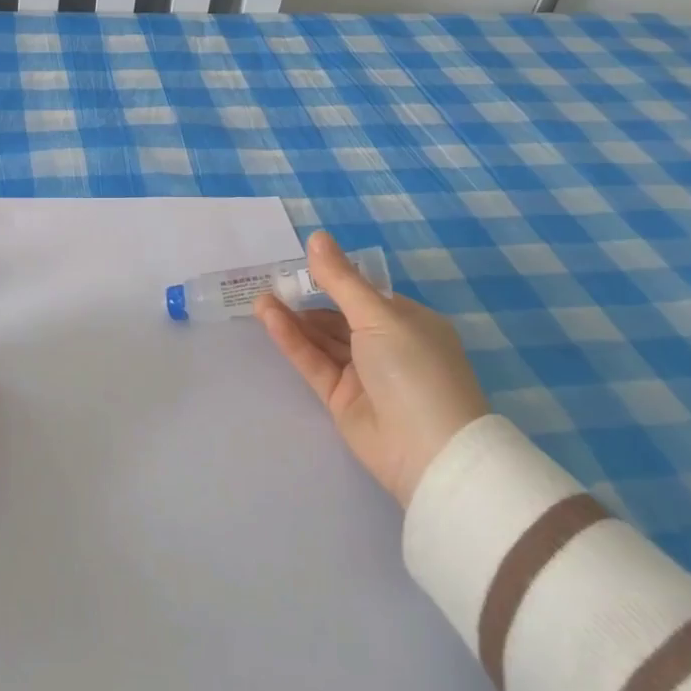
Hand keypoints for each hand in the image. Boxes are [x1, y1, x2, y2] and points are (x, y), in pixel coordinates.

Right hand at [255, 231, 487, 505]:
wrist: (429, 453)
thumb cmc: (414, 369)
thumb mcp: (378, 316)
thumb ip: (340, 280)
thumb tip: (316, 237)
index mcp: (408, 322)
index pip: (365, 294)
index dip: (334, 279)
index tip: (300, 264)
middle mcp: (387, 346)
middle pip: (339, 317)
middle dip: (308, 299)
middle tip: (273, 281)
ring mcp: (363, 375)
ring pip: (322, 339)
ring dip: (294, 319)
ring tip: (261, 298)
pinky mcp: (341, 399)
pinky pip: (314, 363)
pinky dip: (293, 341)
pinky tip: (269, 318)